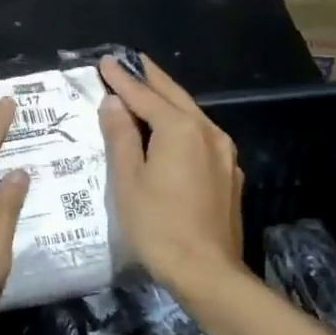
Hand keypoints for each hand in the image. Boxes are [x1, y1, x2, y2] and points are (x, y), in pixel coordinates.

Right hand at [99, 53, 243, 290]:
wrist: (208, 272)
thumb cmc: (158, 226)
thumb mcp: (128, 180)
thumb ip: (121, 136)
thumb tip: (114, 103)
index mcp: (180, 129)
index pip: (144, 96)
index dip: (122, 80)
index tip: (105, 62)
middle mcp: (208, 132)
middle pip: (175, 96)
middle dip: (151, 79)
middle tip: (132, 62)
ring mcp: (224, 153)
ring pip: (192, 115)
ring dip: (169, 100)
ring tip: (149, 90)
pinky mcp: (229, 174)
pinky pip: (202, 136)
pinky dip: (183, 124)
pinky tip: (173, 131)